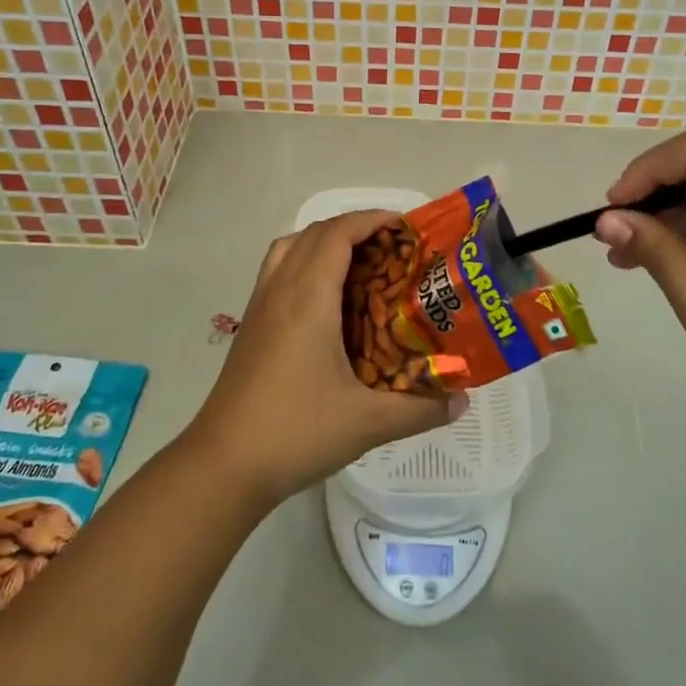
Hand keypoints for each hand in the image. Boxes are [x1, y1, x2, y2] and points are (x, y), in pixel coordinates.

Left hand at [188, 211, 461, 505]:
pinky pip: (277, 271)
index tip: (405, 228)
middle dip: (355, 229)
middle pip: (315, 233)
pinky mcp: (250, 326)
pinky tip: (326, 304)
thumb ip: (420, 409)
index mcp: (308, 298)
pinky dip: (304, 264)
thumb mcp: (367, 423)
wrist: (223, 465)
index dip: (371, 219)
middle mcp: (281, 289)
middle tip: (393, 250)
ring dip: (324, 242)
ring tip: (360, 266)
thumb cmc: (296, 431)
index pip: (337, 233)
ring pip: (290, 248)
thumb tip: (462, 401)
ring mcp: (260, 306)